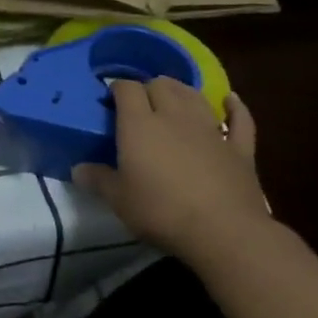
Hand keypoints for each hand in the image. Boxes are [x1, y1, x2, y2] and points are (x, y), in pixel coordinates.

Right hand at [72, 78, 265, 260]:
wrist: (224, 232)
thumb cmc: (161, 212)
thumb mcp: (118, 200)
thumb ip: (98, 179)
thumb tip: (77, 169)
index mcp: (140, 124)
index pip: (126, 88)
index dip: (117, 89)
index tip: (109, 102)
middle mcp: (174, 116)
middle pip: (161, 85)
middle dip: (148, 88)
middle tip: (139, 106)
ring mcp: (210, 130)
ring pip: (194, 95)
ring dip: (181, 91)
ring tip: (172, 99)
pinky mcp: (239, 148)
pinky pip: (240, 119)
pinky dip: (235, 107)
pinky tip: (231, 100)